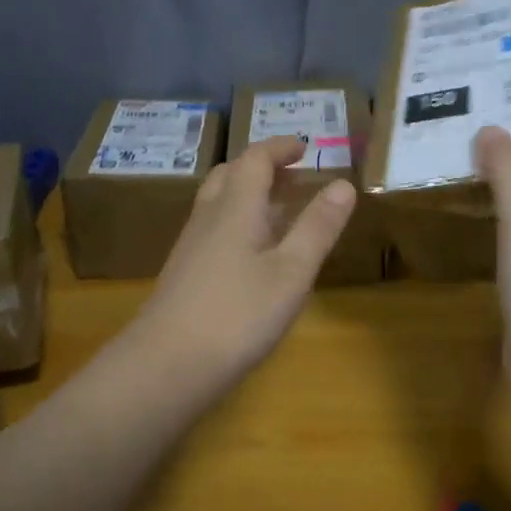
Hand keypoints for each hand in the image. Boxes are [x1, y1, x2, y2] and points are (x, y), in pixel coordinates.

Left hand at [130, 134, 356, 388]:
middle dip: (262, 168)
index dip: (280, 148)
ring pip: (219, 204)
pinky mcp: (184, 273)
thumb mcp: (291, 272)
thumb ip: (318, 227)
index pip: (255, 160)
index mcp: (236, 208)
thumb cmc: (238, 315)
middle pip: (230, 176)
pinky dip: (238, 223)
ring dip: (249, 196)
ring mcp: (191, 247)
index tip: (305, 147)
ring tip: (280, 211)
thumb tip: (344, 183)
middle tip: (292, 176)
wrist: (167, 364)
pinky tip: (253, 254)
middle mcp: (208, 218)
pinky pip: (213, 230)